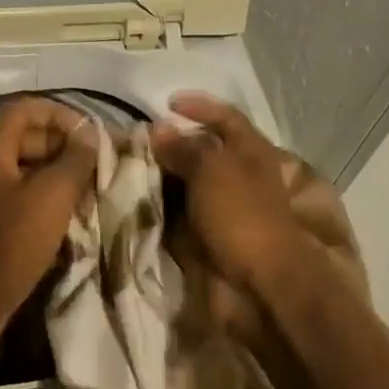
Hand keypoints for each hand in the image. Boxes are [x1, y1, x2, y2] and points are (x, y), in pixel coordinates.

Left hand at [0, 97, 100, 353]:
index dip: (60, 113)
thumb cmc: (8, 245)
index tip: (92, 135)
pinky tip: (74, 218)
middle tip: (99, 167)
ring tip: (93, 192)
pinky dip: (49, 201)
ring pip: (29, 170)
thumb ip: (75, 161)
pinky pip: (24, 198)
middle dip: (66, 146)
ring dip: (62, 175)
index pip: (26, 108)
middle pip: (28, 137)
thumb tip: (91, 134)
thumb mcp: (51, 197)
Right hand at [150, 92, 311, 296]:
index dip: (200, 106)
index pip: (227, 118)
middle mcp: (240, 177)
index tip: (168, 103)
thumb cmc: (243, 216)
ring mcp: (225, 210)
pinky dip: (160, 209)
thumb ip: (185, 148)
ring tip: (126, 170)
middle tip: (135, 142)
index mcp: (252, 153)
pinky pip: (179, 216)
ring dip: (161, 178)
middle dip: (172, 145)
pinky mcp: (209, 238)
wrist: (262, 285)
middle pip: (204, 152)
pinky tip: (135, 202)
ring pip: (187, 185)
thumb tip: (159, 129)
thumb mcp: (214, 171)